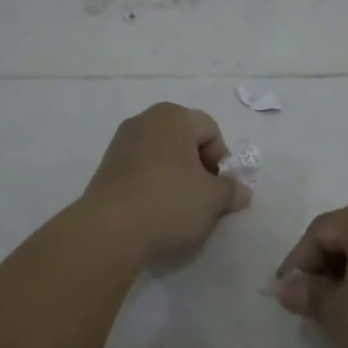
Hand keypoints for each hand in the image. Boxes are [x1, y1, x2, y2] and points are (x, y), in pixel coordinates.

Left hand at [80, 102, 250, 264]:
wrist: (109, 231)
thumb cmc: (170, 202)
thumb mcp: (213, 199)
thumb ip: (232, 190)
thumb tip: (241, 190)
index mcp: (173, 116)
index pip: (211, 131)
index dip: (222, 160)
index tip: (220, 189)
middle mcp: (145, 120)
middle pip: (185, 141)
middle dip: (199, 168)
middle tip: (204, 199)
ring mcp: (121, 143)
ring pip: (162, 157)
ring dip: (176, 178)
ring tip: (180, 209)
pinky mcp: (105, 168)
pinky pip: (141, 171)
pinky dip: (153, 186)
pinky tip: (156, 212)